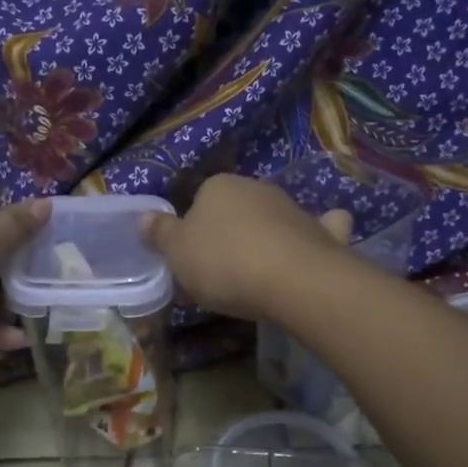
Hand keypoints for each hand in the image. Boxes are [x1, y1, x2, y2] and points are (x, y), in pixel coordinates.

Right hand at [142, 174, 351, 320]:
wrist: (292, 280)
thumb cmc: (224, 263)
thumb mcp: (177, 253)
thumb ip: (160, 234)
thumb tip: (144, 217)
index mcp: (218, 187)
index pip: (198, 203)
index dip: (192, 233)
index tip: (190, 264)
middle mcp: (257, 188)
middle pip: (235, 212)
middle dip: (228, 237)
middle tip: (219, 277)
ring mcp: (293, 208)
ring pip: (272, 221)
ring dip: (265, 240)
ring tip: (259, 278)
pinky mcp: (323, 233)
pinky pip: (318, 230)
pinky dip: (317, 235)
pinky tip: (315, 247)